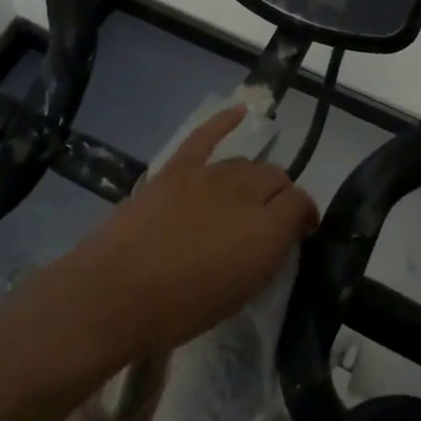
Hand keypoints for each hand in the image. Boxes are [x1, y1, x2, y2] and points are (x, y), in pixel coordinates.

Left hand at [55, 105, 317, 360]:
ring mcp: (208, 175)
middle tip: (269, 218)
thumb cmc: (180, 310)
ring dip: (252, 178)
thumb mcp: (239, 294)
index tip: (300, 230)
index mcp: (266, 230)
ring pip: (245, 163)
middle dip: (279, 195)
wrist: (115, 293)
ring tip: (245, 196)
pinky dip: (223, 121)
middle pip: (275, 177)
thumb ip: (265, 256)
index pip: (301, 203)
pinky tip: (238, 111)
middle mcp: (244, 193)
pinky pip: (205, 136)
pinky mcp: (176, 168)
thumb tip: (276, 235)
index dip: (304, 216)